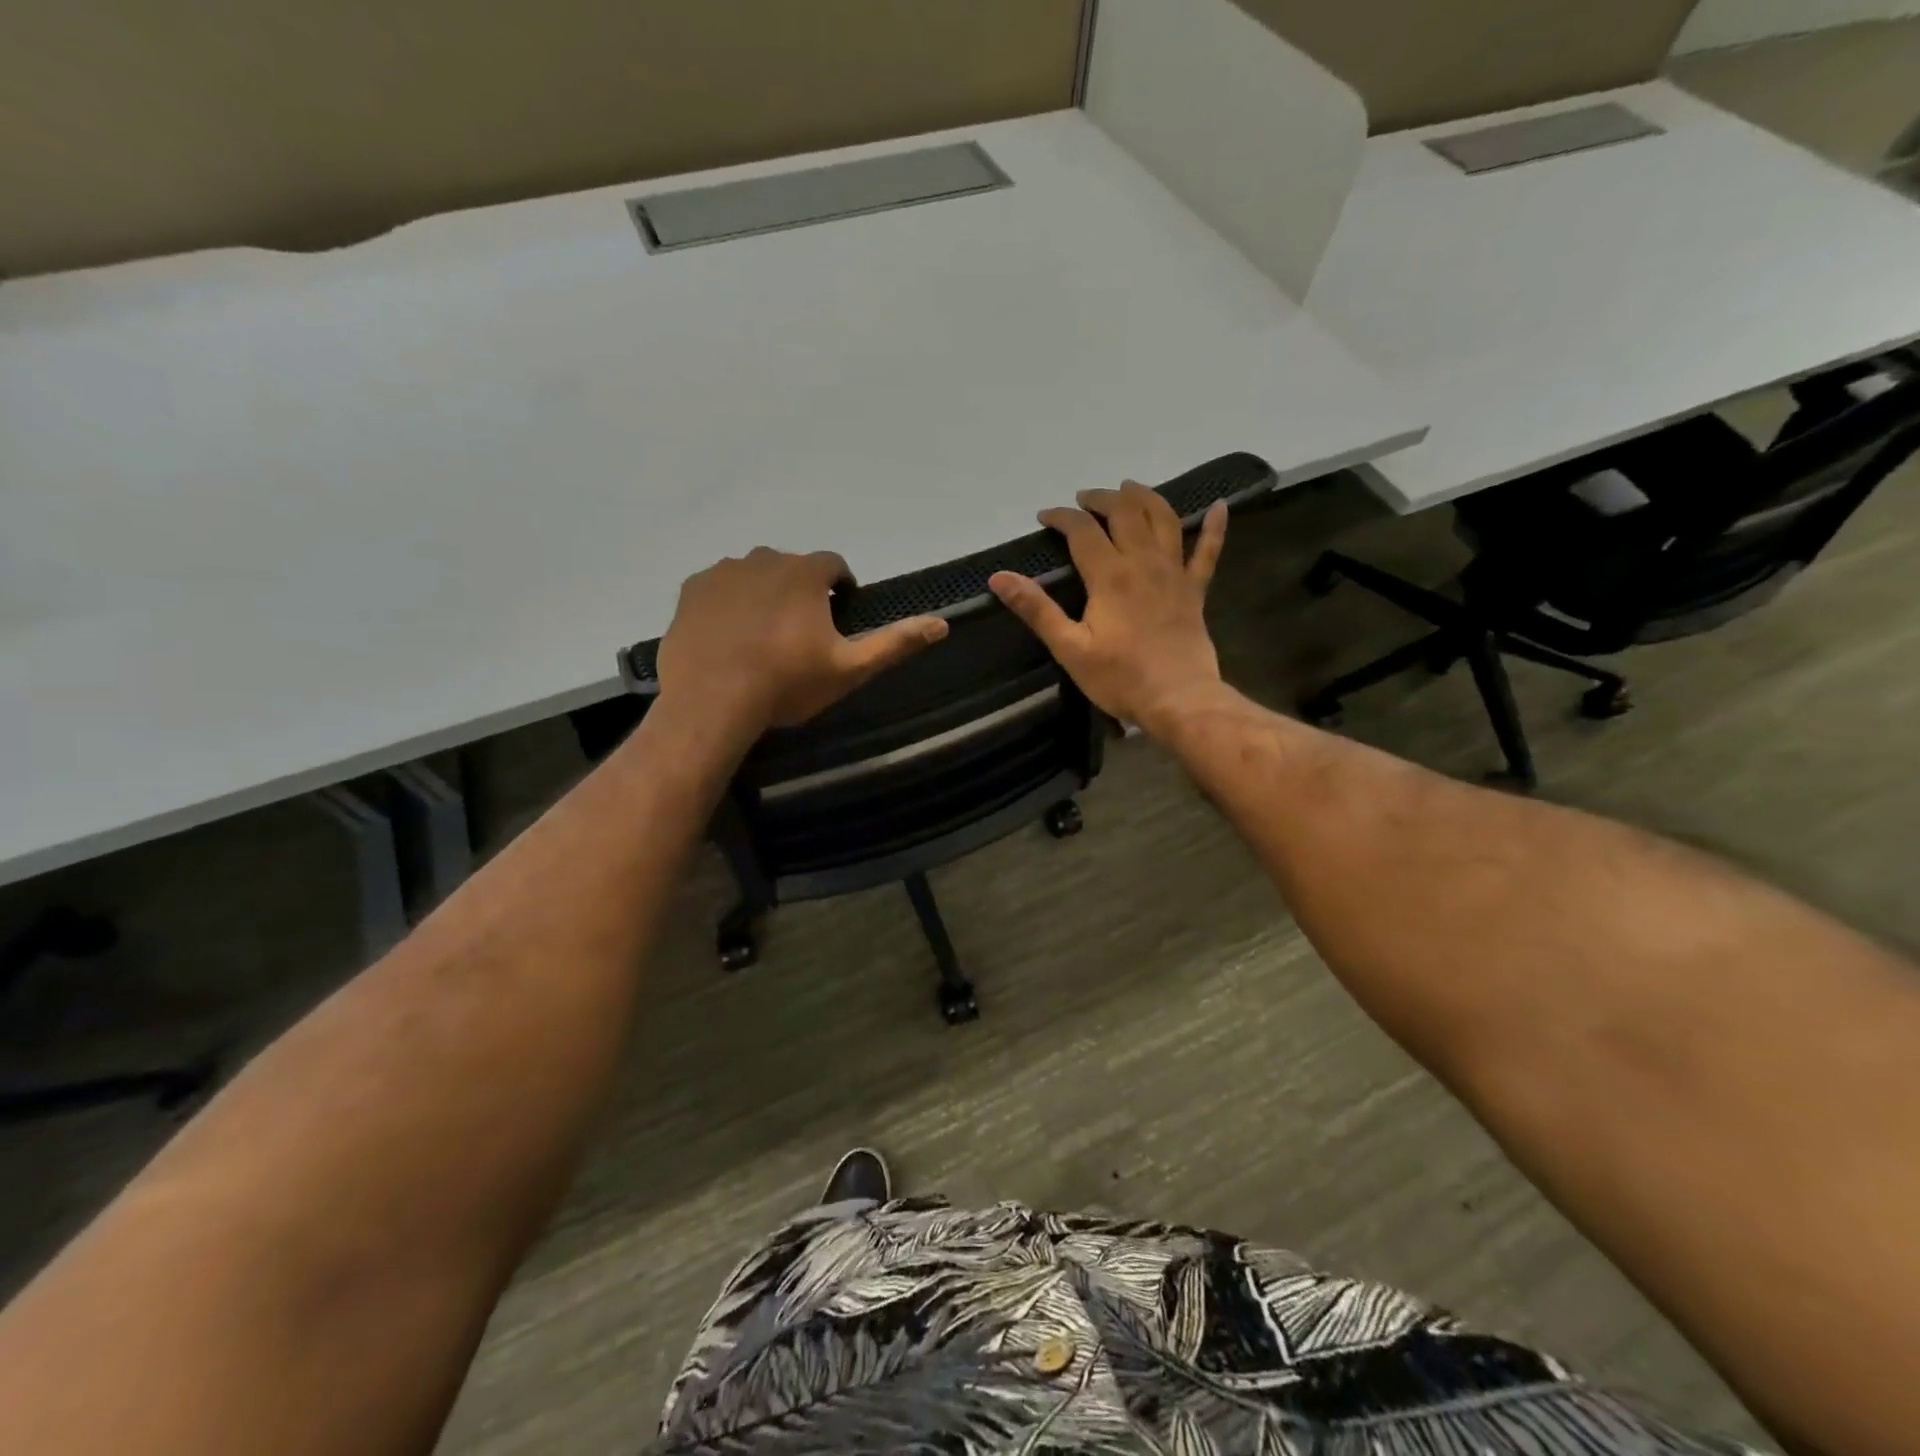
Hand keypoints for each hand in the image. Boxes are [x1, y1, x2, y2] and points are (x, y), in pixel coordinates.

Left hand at [656, 547, 947, 736]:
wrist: (712, 701)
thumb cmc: (787, 684)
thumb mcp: (850, 669)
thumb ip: (895, 643)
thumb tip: (942, 624)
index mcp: (806, 573)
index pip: (834, 565)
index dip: (840, 587)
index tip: (838, 615)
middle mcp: (765, 559)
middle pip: (792, 568)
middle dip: (800, 591)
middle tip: (799, 634)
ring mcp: (723, 572)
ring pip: (754, 575)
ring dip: (764, 594)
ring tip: (762, 636)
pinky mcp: (691, 590)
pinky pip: (718, 587)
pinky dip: (728, 603)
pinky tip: (729, 636)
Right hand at [989, 482, 1227, 732]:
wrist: (1178, 699)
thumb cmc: (1120, 678)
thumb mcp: (1069, 648)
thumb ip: (1036, 609)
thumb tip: (999, 577)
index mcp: (1109, 575)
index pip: (1082, 531)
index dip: (1061, 517)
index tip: (1044, 516)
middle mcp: (1143, 562)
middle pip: (1125, 513)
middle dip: (1102, 499)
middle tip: (1084, 498)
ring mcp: (1174, 573)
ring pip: (1164, 520)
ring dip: (1146, 498)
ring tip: (1130, 487)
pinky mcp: (1195, 591)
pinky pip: (1208, 552)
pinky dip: (1215, 527)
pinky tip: (1220, 506)